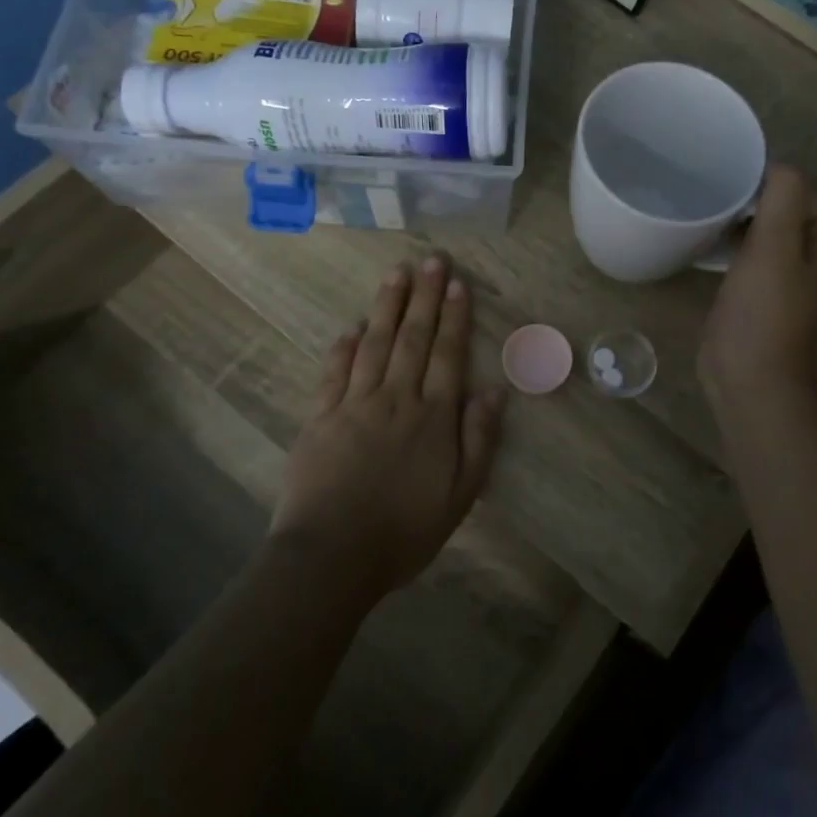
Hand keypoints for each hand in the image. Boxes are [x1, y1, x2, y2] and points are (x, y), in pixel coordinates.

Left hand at [271, 255, 506, 600]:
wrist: (332, 556)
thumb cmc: (404, 531)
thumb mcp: (460, 496)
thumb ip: (478, 440)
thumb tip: (495, 391)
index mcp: (433, 417)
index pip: (448, 355)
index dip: (454, 317)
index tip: (458, 284)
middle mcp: (396, 398)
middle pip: (413, 338)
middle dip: (424, 297)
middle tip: (431, 261)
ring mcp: (354, 404)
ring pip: (374, 344)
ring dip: (387, 307)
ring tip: (396, 274)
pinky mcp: (320, 417)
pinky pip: (334, 372)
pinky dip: (343, 347)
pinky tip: (351, 327)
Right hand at [699, 165, 816, 414]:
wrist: (748, 378)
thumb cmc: (763, 311)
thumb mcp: (775, 245)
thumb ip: (782, 196)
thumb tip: (775, 168)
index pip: (802, 194)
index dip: (769, 181)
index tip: (730, 176)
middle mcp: (811, 262)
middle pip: (782, 213)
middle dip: (751, 199)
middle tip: (712, 189)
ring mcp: (783, 283)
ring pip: (762, 236)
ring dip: (738, 221)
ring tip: (706, 208)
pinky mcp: (756, 298)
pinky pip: (746, 259)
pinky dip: (730, 246)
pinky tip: (705, 240)